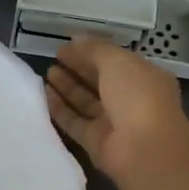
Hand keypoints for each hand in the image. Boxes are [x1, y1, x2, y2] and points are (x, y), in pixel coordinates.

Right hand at [44, 37, 188, 187]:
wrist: (144, 149)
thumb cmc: (137, 96)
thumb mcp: (118, 61)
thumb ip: (95, 49)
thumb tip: (76, 40)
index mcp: (143, 78)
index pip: (114, 62)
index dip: (91, 52)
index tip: (66, 46)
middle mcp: (130, 100)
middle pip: (99, 82)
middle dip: (77, 69)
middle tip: (53, 58)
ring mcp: (113, 123)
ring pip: (86, 102)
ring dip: (67, 87)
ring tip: (46, 74)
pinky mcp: (96, 142)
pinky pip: (75, 122)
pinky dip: (61, 109)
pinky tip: (44, 95)